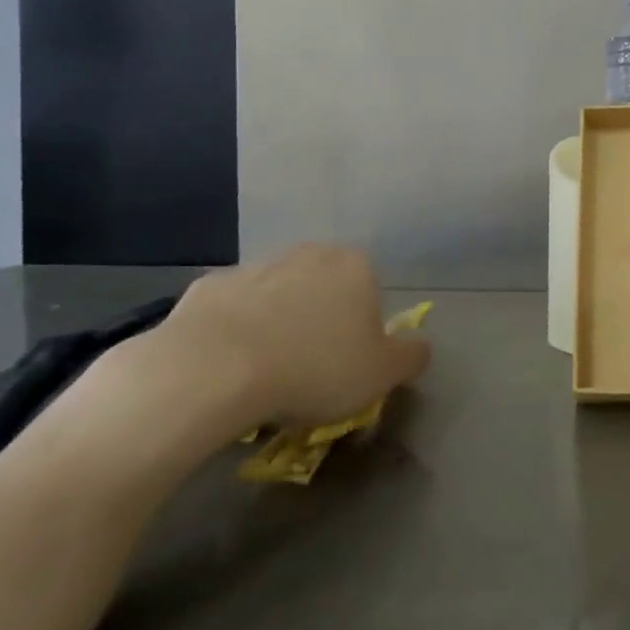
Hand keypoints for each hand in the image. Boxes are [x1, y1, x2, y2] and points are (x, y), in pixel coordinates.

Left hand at [144, 244, 430, 430]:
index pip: (371, 291)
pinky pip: (232, 312)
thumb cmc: (315, 368)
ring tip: (265, 375)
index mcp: (356, 266)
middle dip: (320, 320)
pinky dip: (234, 333)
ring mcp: (255, 266)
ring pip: (277, 297)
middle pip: (324, 289)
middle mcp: (309, 253)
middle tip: (310, 370)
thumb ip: (411, 357)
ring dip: (276, 325)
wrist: (213, 370)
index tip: (349, 364)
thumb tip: (421, 347)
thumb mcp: (382, 375)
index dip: (363, 330)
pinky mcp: (208, 286)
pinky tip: (227, 368)